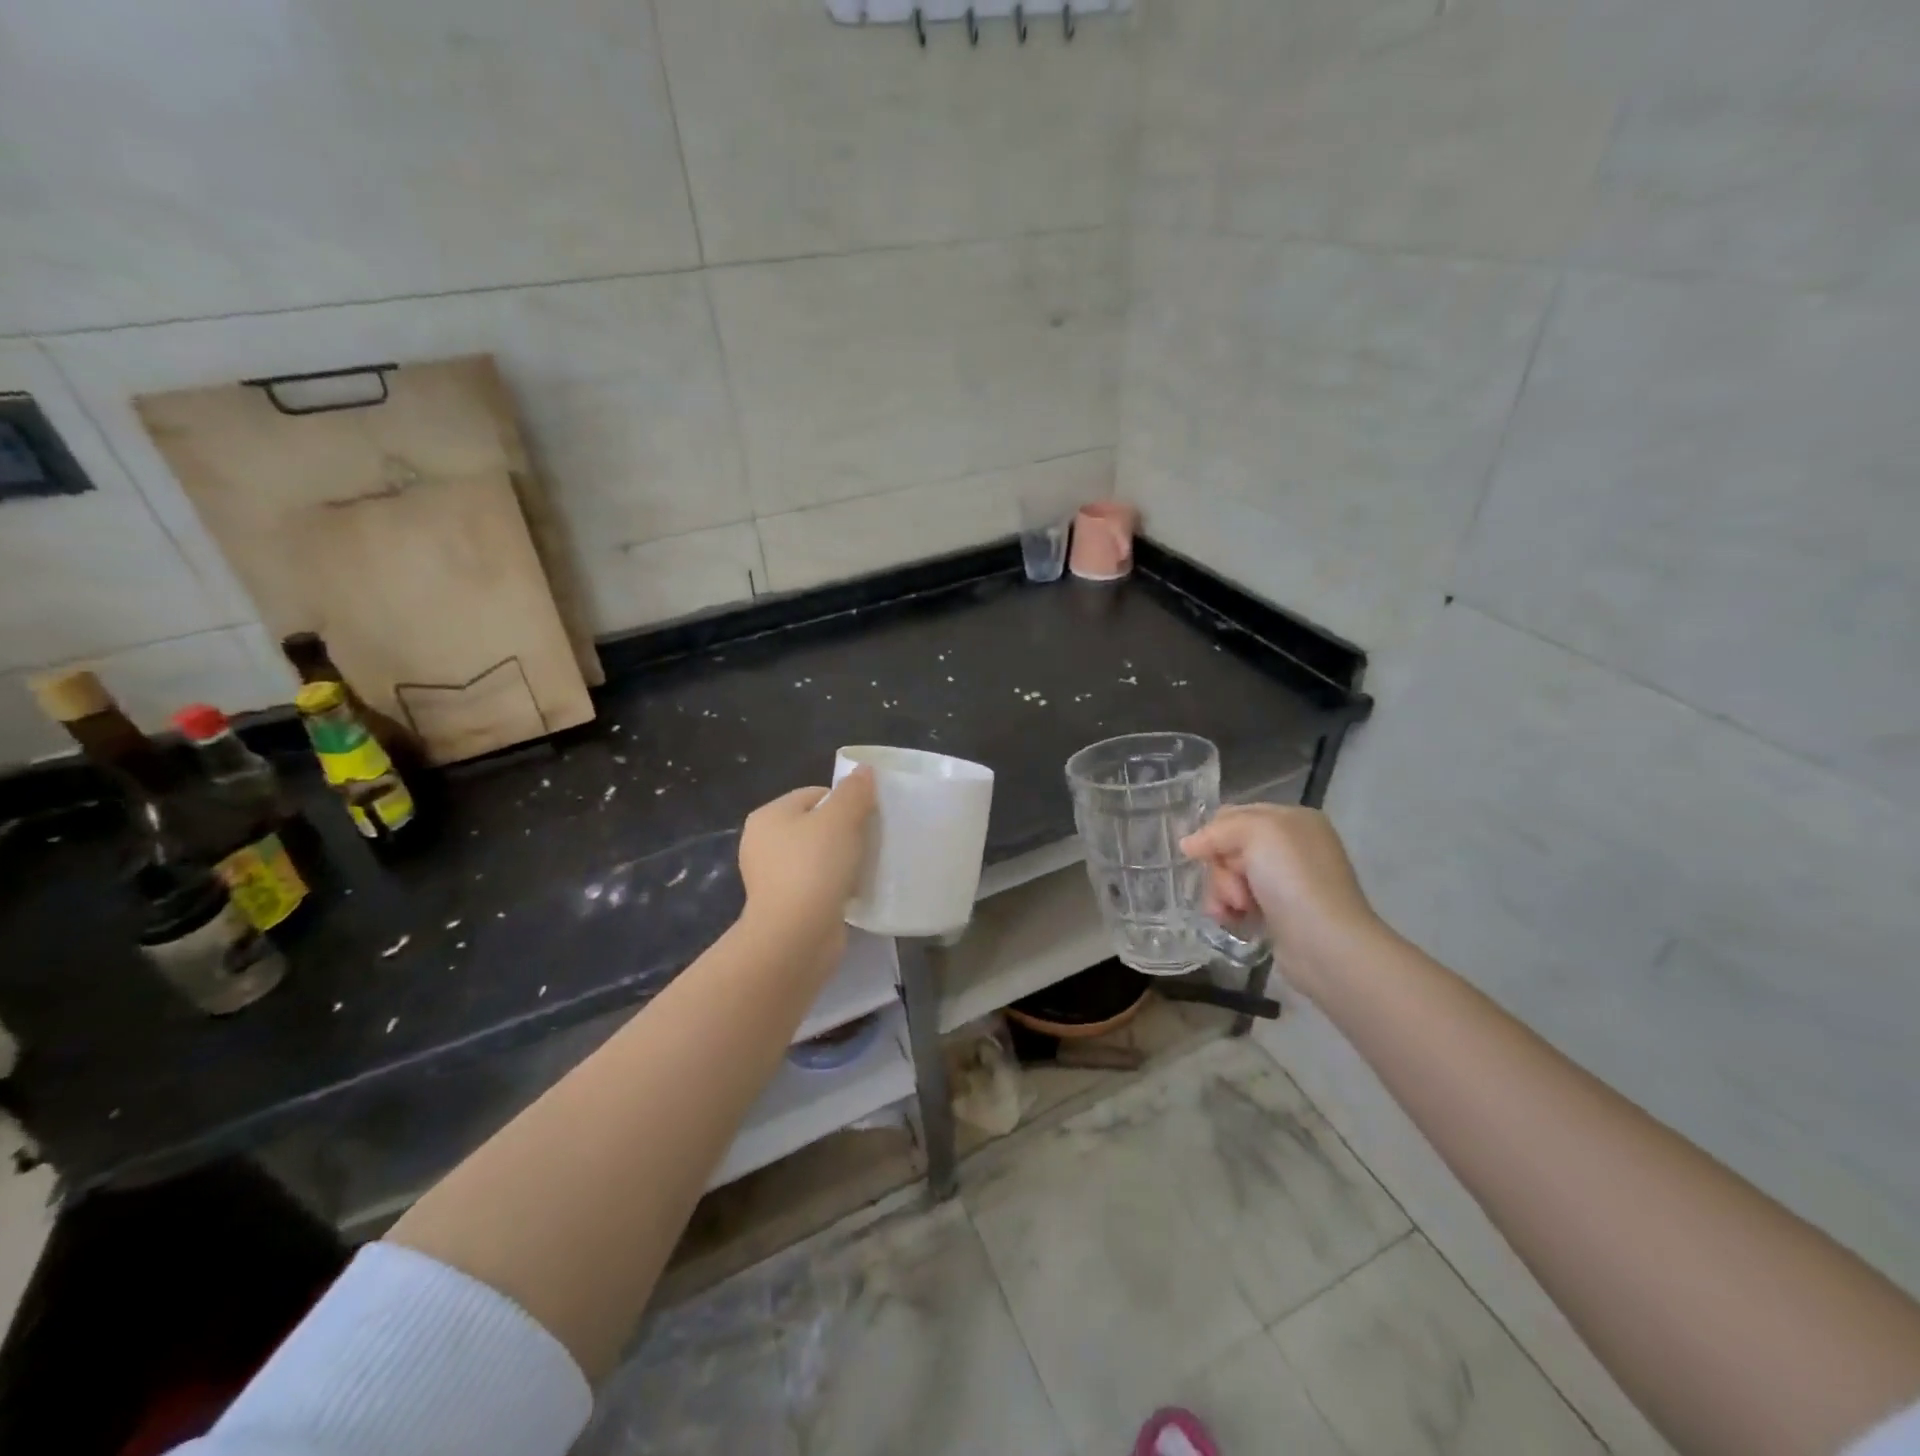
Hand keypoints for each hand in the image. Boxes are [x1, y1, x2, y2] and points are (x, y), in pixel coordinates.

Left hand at [737, 769, 876, 947]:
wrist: (795, 936)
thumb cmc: (814, 867)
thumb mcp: (840, 819)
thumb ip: (854, 792)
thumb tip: (864, 770)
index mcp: (769, 815)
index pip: (814, 794)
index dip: (845, 800)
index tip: (870, 816)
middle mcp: (763, 843)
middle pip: (816, 824)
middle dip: (845, 830)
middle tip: (872, 839)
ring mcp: (771, 877)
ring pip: (817, 856)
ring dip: (842, 859)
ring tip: (867, 865)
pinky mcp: (785, 905)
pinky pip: (817, 883)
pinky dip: (835, 884)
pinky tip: (854, 890)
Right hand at [1180, 804, 1383, 997]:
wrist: (1325, 943)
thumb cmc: (1293, 879)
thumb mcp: (1256, 833)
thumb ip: (1217, 830)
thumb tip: (1188, 845)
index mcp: (1292, 820)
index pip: (1234, 815)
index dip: (1214, 834)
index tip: (1203, 854)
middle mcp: (1290, 847)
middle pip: (1228, 848)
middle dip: (1221, 869)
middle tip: (1234, 889)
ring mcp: (1284, 881)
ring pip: (1229, 876)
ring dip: (1222, 892)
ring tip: (1236, 911)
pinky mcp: (1277, 912)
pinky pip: (1239, 901)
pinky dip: (1230, 909)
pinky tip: (1235, 920)